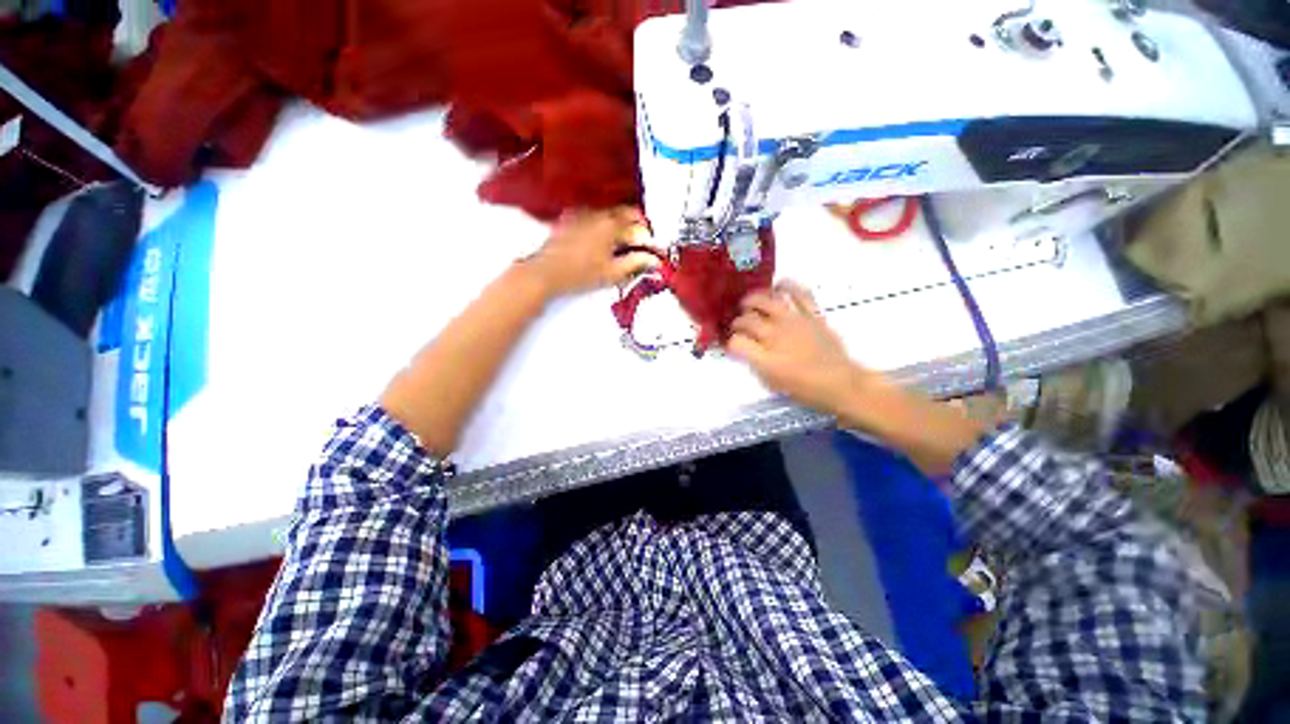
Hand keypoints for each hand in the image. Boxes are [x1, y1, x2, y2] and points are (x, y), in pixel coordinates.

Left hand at [527, 207, 659, 296]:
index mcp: (612, 226)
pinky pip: (594, 215)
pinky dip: (604, 222)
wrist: (546, 272)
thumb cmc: (581, 274)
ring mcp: (583, 213)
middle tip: (640, 241)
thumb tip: (654, 260)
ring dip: (620, 222)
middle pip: (625, 212)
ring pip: (609, 212)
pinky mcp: (571, 218)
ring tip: (622, 241)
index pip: (639, 224)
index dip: (648, 236)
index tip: (651, 248)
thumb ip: (636, 263)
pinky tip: (601, 238)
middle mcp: (598, 214)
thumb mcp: (612, 273)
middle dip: (636, 224)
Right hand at [727, 281, 876, 415]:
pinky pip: (798, 293)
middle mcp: (775, 336)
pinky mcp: (811, 314)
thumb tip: (744, 351)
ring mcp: (794, 322)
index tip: (731, 345)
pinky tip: (778, 286)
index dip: (730, 342)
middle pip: (746, 320)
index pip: (736, 342)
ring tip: (748, 304)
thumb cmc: (805, 389)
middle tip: (737, 325)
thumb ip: (754, 364)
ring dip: (752, 301)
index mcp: (765, 358)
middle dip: (737, 322)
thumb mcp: (772, 383)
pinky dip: (787, 286)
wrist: (840, 383)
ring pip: (766, 301)